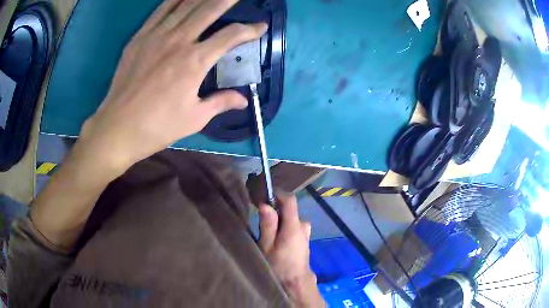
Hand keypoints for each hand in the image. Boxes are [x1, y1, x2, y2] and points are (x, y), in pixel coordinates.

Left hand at [76, 0, 266, 174]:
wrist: (118, 127)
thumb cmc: (158, 126)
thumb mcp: (194, 118)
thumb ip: (221, 102)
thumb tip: (244, 100)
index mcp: (195, 61)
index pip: (231, 36)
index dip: (250, 30)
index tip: (260, 27)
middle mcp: (179, 40)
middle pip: (209, 9)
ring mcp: (157, 35)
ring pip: (186, 4)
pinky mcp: (140, 37)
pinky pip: (160, 10)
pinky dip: (175, 0)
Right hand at [259, 194, 324, 307]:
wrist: (294, 283)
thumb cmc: (278, 266)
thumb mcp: (267, 247)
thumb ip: (267, 225)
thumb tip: (265, 204)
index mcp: (294, 226)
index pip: (290, 200)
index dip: (277, 194)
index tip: (263, 195)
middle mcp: (303, 226)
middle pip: (290, 209)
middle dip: (275, 210)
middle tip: (259, 218)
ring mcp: (305, 233)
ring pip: (291, 219)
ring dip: (280, 220)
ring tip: (266, 231)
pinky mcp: (305, 239)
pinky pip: (294, 226)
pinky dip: (285, 227)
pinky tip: (276, 239)